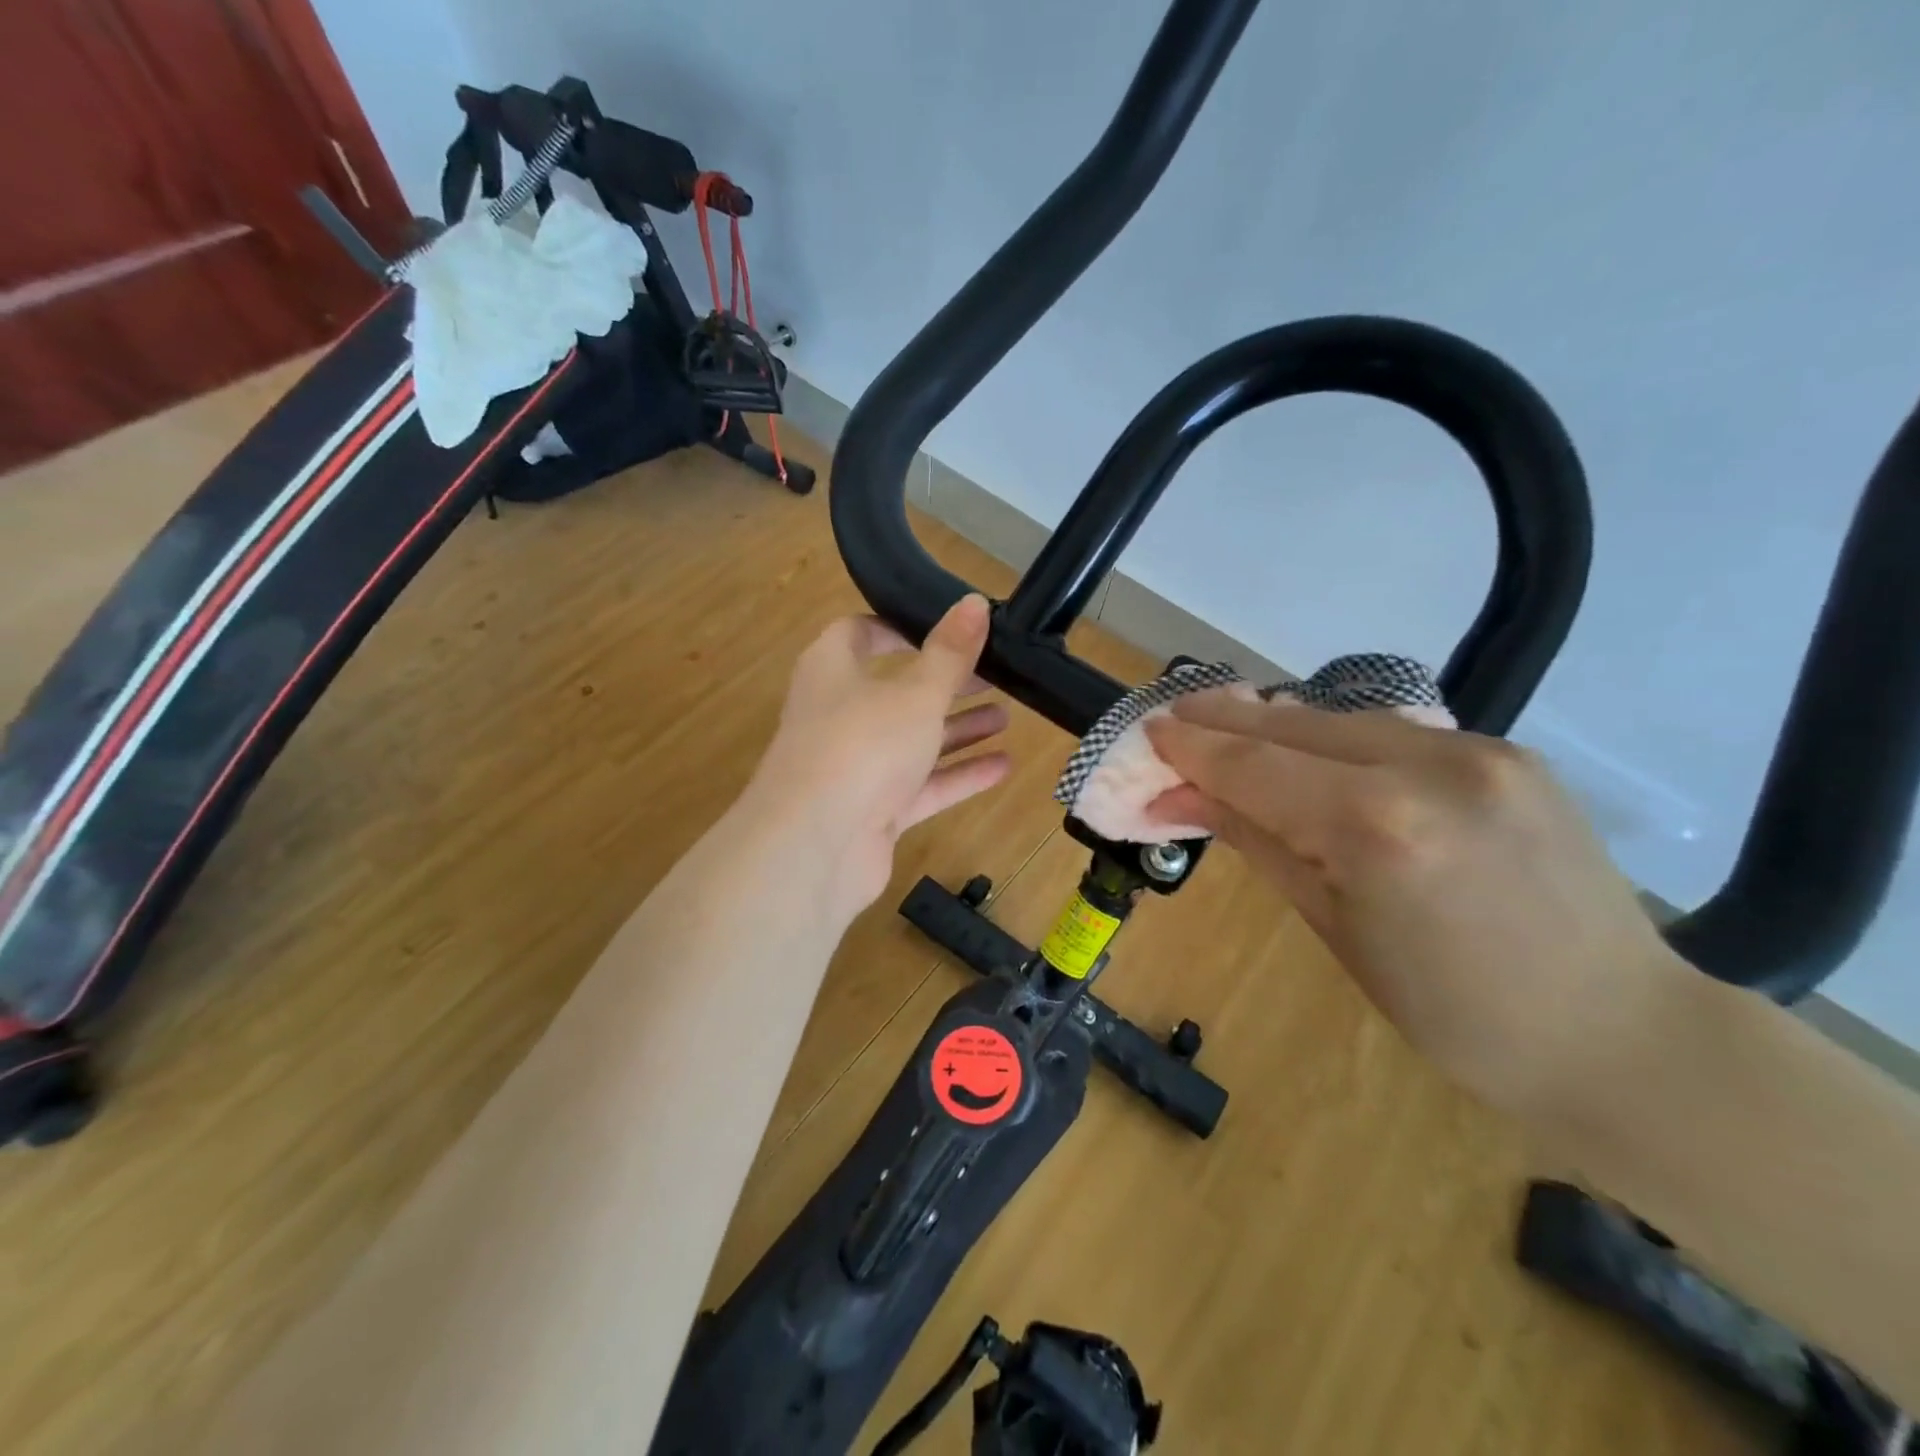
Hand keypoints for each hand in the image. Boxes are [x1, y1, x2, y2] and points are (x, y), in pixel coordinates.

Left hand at [746, 595, 1011, 921]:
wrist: (816, 845)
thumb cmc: (862, 745)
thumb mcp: (916, 692)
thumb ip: (950, 653)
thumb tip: (975, 602)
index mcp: (832, 670)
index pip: (859, 633)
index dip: (899, 626)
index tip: (945, 627)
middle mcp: (839, 714)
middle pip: (895, 690)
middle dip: (945, 683)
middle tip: (994, 675)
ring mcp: (854, 766)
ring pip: (911, 740)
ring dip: (957, 729)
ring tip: (1007, 717)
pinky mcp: (872, 810)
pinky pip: (920, 786)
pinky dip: (957, 775)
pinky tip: (1003, 766)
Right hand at [1145, 692, 1688, 1113]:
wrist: (1621, 1035)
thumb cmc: (1454, 1013)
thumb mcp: (1333, 927)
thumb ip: (1257, 840)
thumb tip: (1182, 797)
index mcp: (1376, 828)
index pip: (1254, 766)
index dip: (1193, 747)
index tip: (1148, 731)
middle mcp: (1427, 766)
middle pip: (1292, 725)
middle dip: (1224, 718)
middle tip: (1173, 715)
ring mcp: (1477, 750)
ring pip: (1341, 719)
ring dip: (1276, 724)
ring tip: (1226, 725)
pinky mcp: (1506, 751)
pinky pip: (1392, 733)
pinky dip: (1334, 738)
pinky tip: (1308, 750)